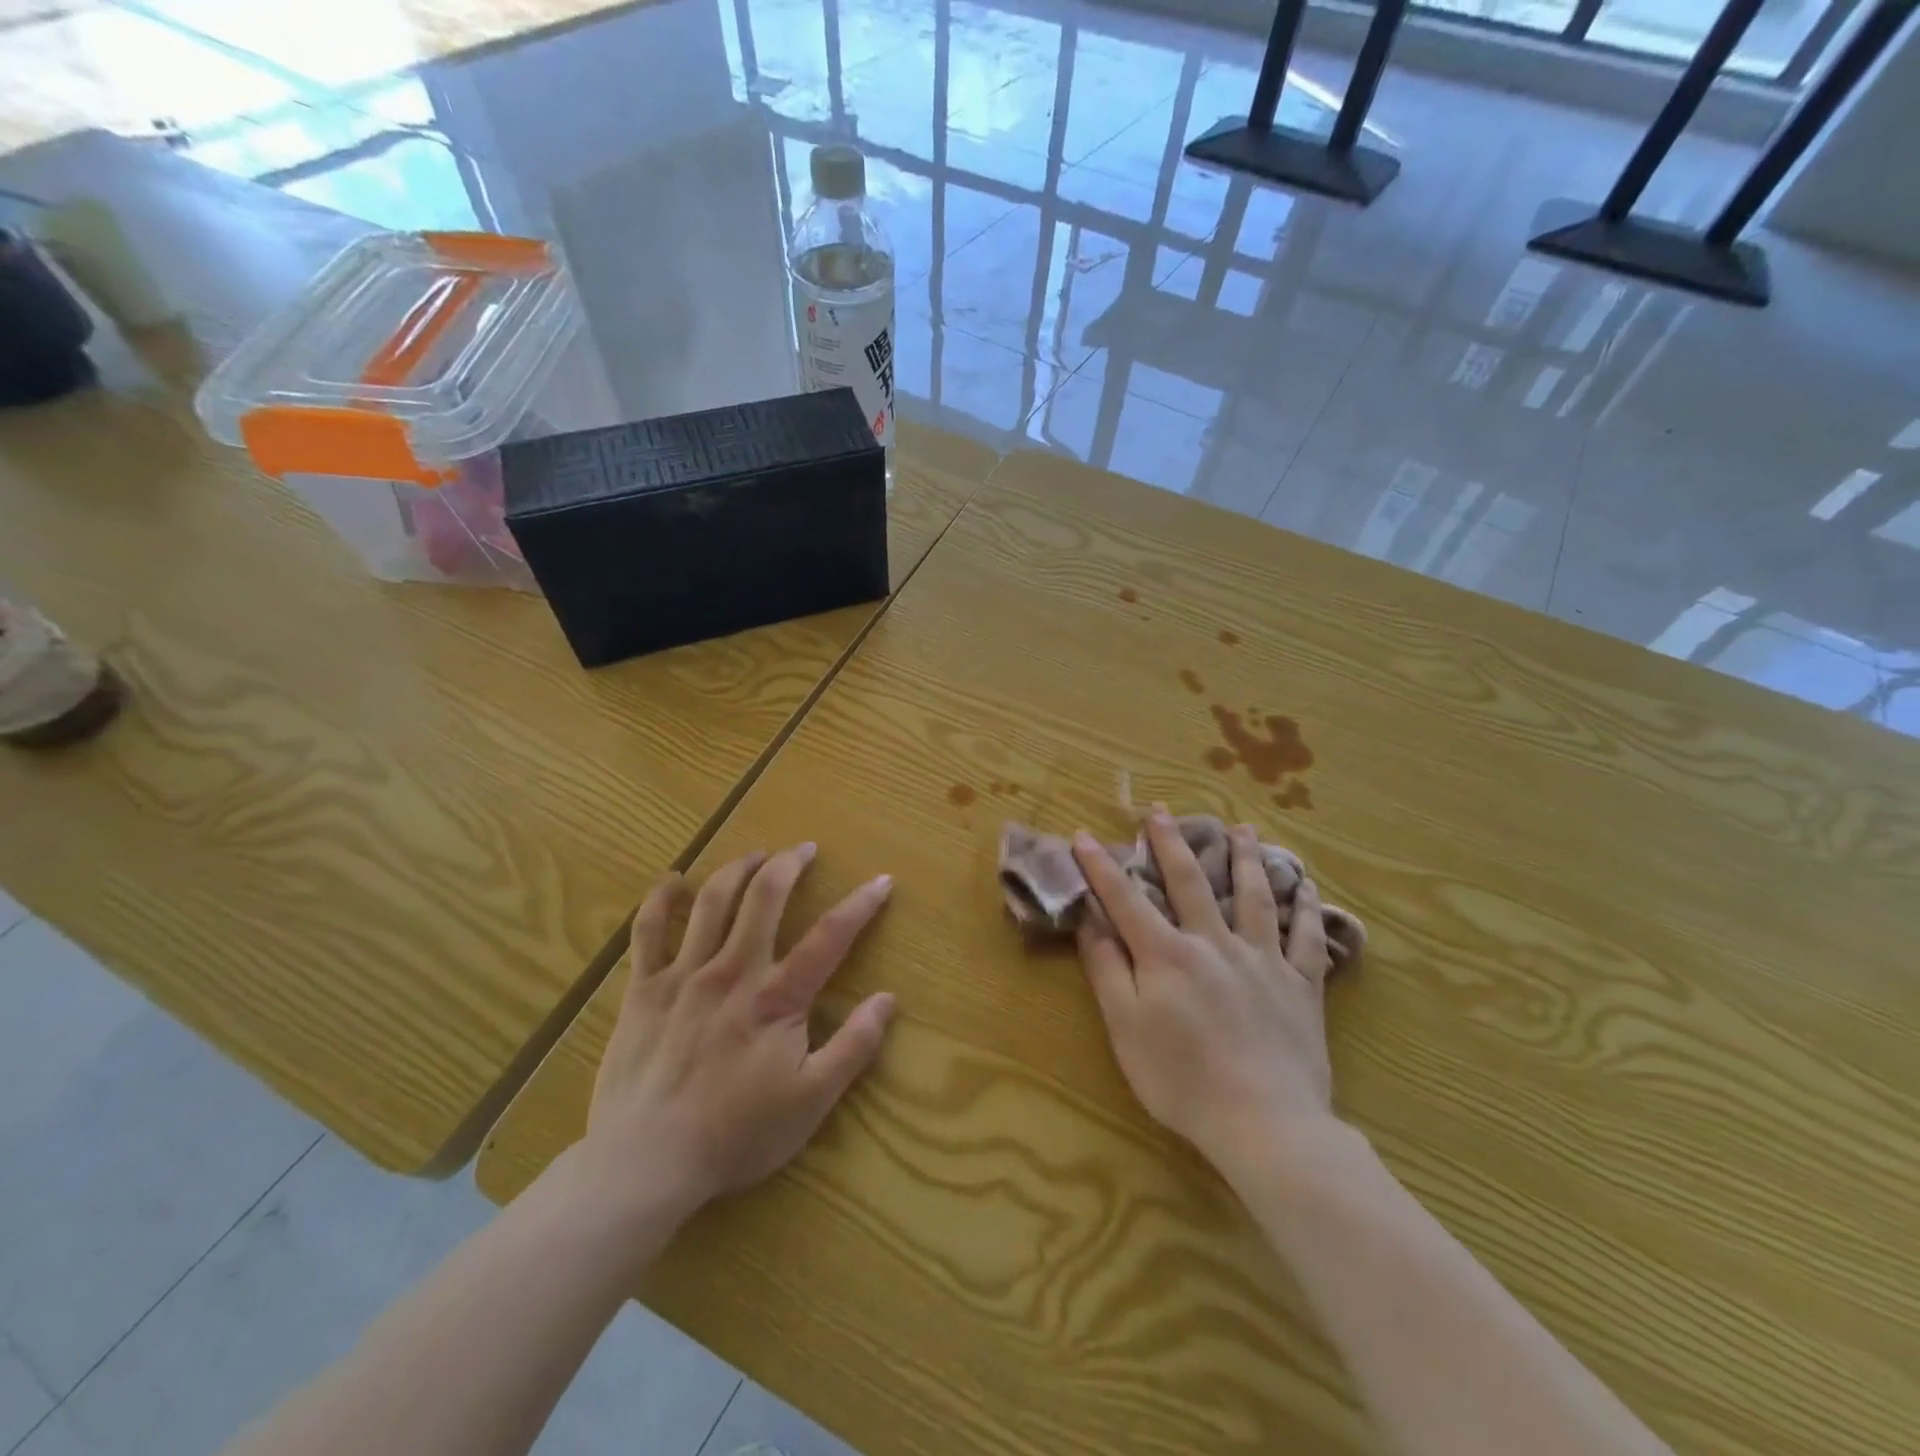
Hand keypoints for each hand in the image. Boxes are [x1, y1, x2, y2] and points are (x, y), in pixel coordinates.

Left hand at [577, 844, 896, 1221]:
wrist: (645, 1165)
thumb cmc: (736, 1135)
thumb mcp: (811, 1101)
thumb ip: (853, 1047)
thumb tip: (888, 1000)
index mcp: (776, 998)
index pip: (829, 937)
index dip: (860, 904)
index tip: (881, 881)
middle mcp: (732, 971)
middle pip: (764, 898)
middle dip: (789, 865)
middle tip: (804, 849)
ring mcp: (682, 976)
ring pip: (712, 902)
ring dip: (737, 869)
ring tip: (756, 855)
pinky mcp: (642, 990)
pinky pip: (647, 932)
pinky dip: (661, 900)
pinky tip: (673, 881)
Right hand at [1071, 811, 1336, 1177]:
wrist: (1265, 1124)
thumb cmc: (1182, 1080)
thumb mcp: (1125, 1029)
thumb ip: (1107, 970)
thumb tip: (1091, 921)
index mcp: (1167, 954)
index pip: (1126, 899)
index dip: (1101, 866)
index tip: (1083, 834)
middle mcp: (1215, 943)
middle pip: (1191, 882)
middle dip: (1171, 842)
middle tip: (1161, 809)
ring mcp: (1263, 960)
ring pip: (1255, 896)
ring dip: (1246, 858)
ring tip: (1243, 828)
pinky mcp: (1302, 985)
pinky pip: (1306, 938)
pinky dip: (1307, 908)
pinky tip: (1307, 886)